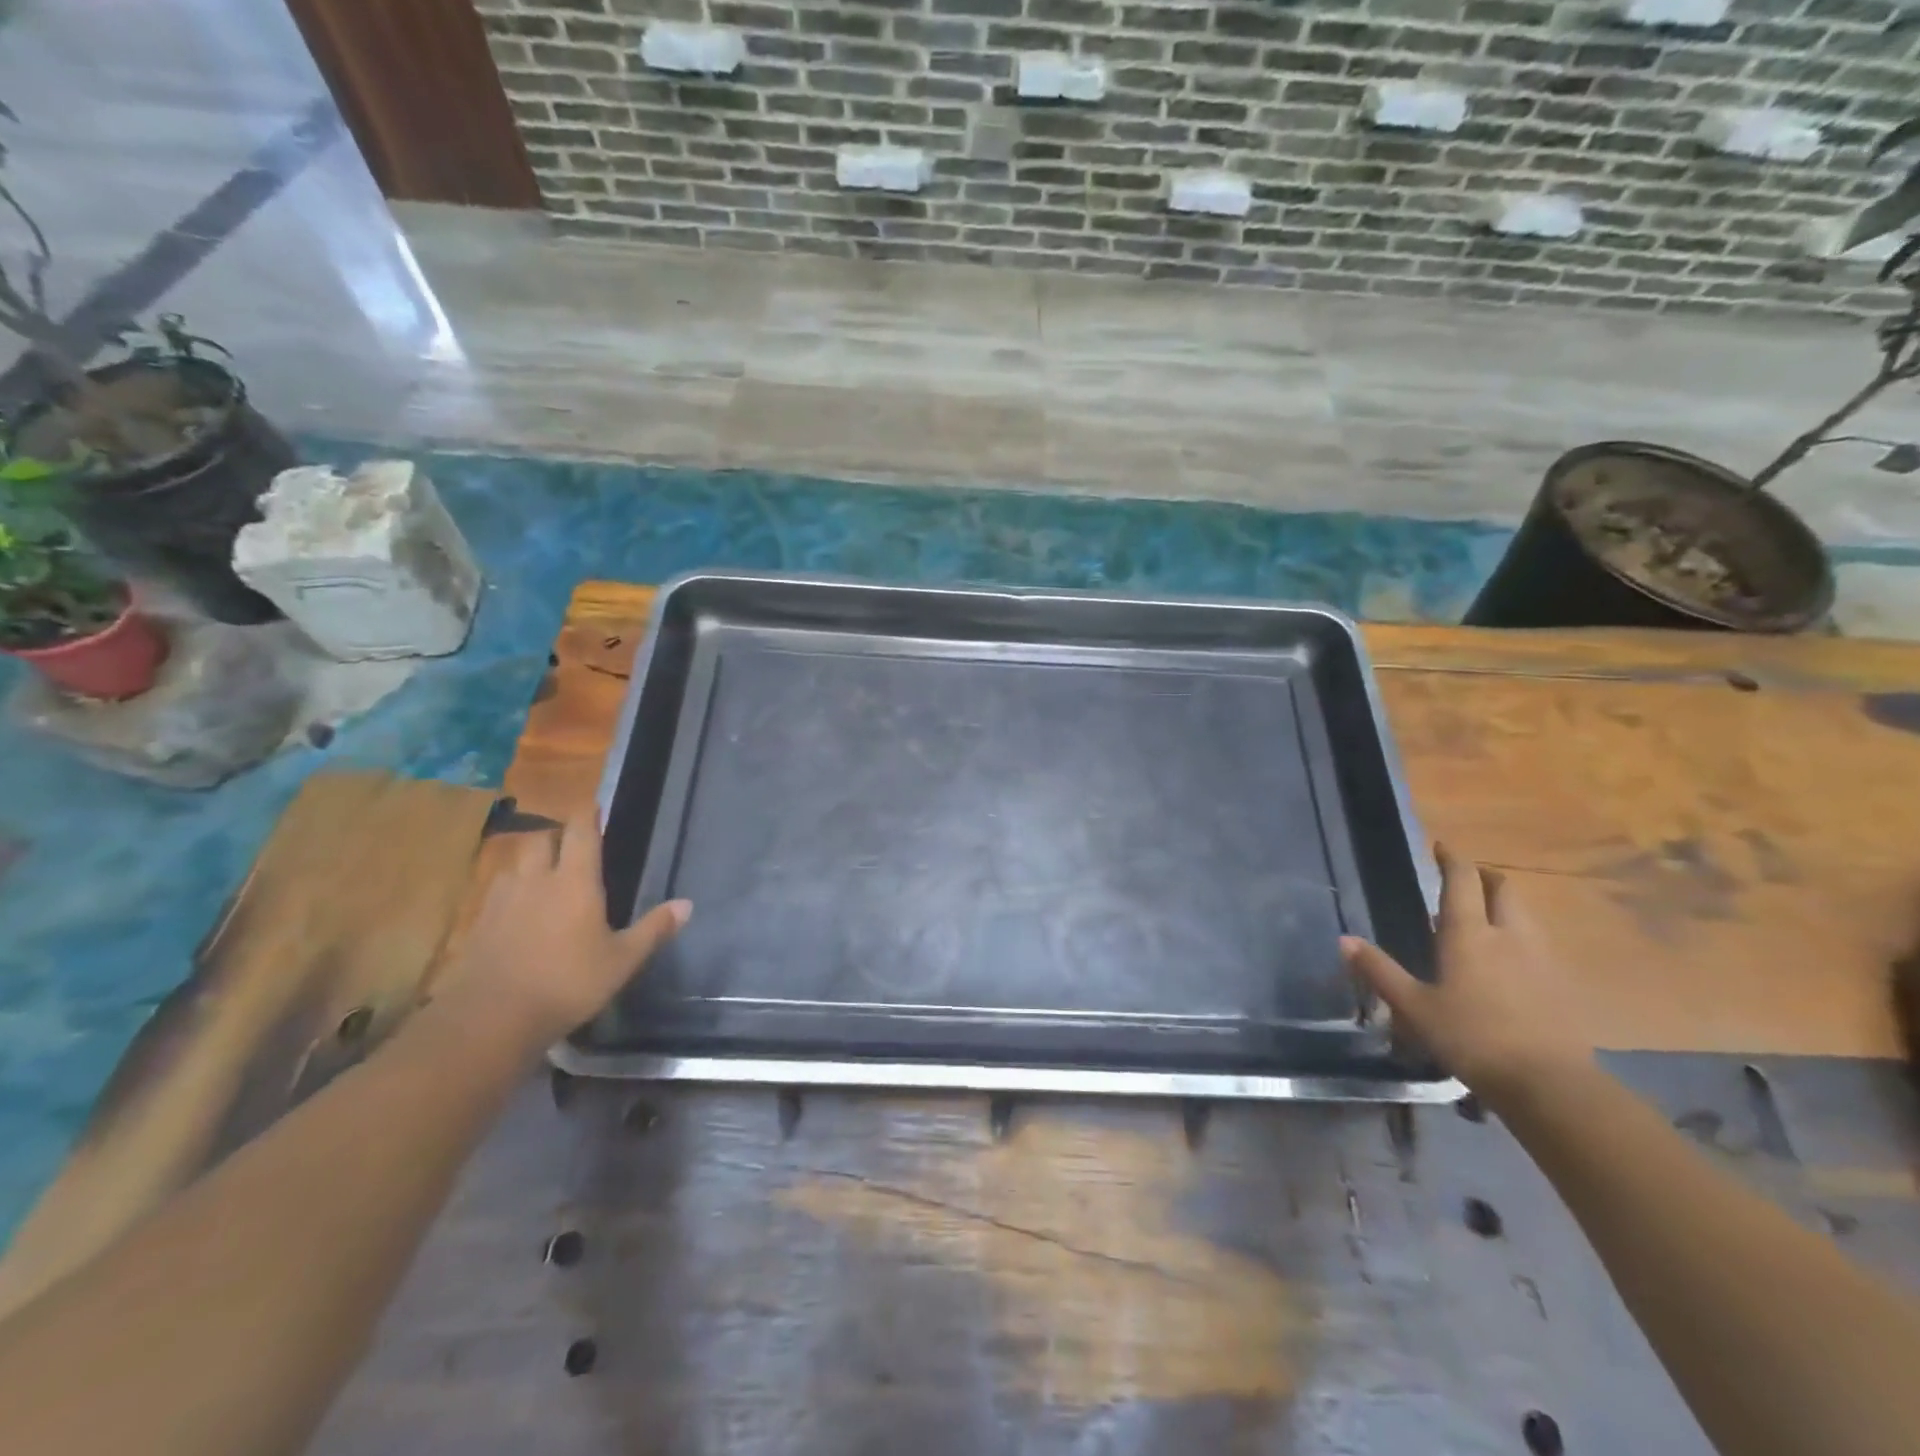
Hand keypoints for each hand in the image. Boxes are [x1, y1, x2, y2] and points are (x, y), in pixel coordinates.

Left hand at [443, 808, 689, 1049]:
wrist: (491, 1018)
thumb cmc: (567, 983)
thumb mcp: (622, 961)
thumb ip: (654, 929)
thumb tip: (687, 904)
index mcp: (574, 881)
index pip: (580, 833)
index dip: (587, 815)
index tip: (593, 805)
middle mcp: (536, 880)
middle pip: (540, 840)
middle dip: (555, 836)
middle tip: (569, 845)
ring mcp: (501, 901)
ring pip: (514, 864)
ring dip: (529, 862)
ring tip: (542, 876)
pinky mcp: (478, 925)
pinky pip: (496, 893)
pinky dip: (509, 892)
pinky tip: (517, 912)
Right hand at [1341, 844, 1591, 1104]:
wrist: (1549, 1084)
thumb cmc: (1471, 1037)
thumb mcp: (1413, 1006)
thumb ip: (1380, 970)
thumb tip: (1344, 939)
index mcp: (1468, 934)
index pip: (1462, 881)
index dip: (1452, 859)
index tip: (1442, 847)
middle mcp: (1509, 935)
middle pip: (1503, 890)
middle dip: (1485, 877)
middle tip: (1467, 879)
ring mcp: (1542, 959)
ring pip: (1526, 916)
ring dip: (1506, 906)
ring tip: (1486, 917)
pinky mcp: (1563, 985)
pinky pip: (1540, 945)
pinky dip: (1522, 938)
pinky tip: (1511, 962)